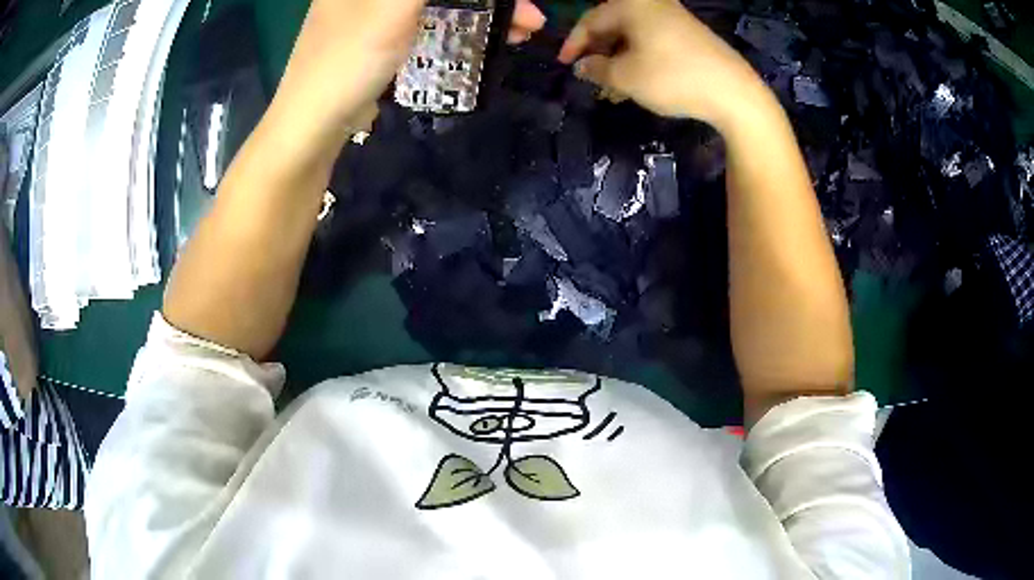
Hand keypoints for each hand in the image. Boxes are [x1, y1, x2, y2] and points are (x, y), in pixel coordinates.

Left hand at [271, 0, 546, 142]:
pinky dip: (459, 24)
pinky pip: (428, 19)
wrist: (311, 126)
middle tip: (530, 16)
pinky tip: (485, 37)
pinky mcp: (379, 34)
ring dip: (482, 10)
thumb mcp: (395, 4)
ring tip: (521, 32)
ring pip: (439, 0)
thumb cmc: (349, 58)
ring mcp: (374, 10)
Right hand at [558, 0, 770, 130]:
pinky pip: (653, 40)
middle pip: (613, 24)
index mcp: (632, 5)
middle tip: (589, 76)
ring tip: (612, 85)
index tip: (564, 65)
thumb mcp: (626, 77)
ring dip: (618, 58)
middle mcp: (652, 5)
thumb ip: (596, 69)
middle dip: (598, 51)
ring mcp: (674, 18)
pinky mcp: (690, 34)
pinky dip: (639, 57)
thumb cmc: (673, 78)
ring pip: (634, 35)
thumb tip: (582, 66)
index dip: (574, 44)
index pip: (591, 20)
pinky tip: (638, 80)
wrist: (734, 93)